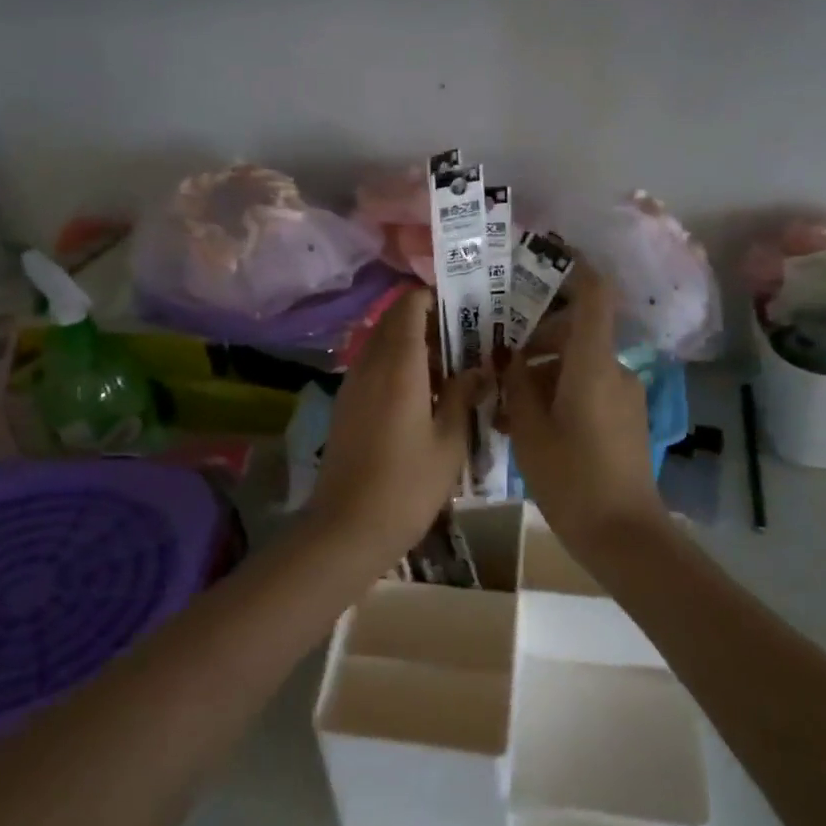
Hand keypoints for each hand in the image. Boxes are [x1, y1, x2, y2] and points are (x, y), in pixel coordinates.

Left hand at [308, 289, 482, 554]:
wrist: (347, 527)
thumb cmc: (408, 485)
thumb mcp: (450, 442)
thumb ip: (465, 396)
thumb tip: (479, 368)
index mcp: (398, 366)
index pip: (408, 306)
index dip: (433, 297)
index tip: (464, 307)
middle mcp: (370, 365)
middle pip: (393, 321)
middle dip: (426, 319)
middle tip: (464, 338)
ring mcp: (352, 384)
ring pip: (381, 343)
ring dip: (411, 343)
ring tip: (449, 367)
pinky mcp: (345, 405)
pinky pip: (372, 367)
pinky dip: (396, 365)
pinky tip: (422, 394)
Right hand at [503, 268, 665, 548]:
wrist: (623, 535)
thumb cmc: (571, 478)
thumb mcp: (529, 430)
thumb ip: (517, 385)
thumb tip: (510, 357)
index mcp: (593, 364)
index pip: (594, 295)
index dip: (576, 266)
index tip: (547, 253)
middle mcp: (614, 370)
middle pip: (576, 331)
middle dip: (535, 337)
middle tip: (496, 355)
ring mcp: (623, 395)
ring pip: (577, 364)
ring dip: (542, 373)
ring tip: (503, 405)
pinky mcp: (624, 418)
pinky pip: (588, 389)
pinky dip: (559, 394)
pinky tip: (527, 425)